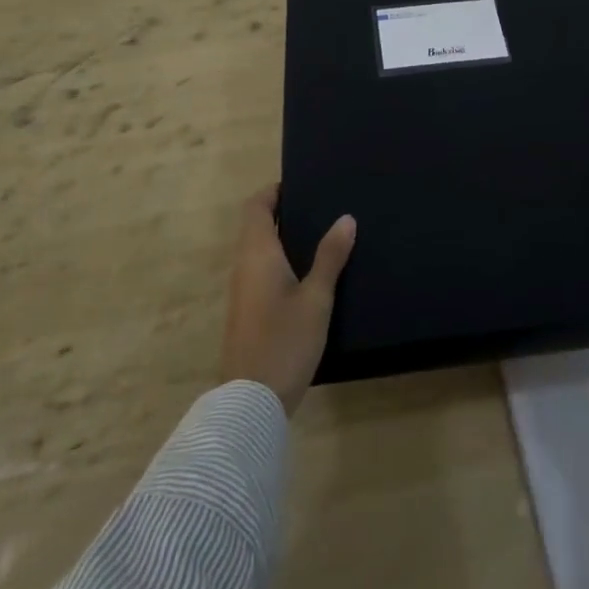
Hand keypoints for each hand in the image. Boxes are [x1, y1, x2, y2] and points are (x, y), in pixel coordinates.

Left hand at [219, 185, 355, 415]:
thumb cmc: (284, 341)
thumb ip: (330, 257)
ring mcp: (241, 292)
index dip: (273, 191)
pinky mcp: (246, 313)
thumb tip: (346, 218)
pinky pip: (259, 272)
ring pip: (257, 251)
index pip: (256, 207)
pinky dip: (278, 261)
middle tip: (318, 207)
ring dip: (280, 238)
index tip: (300, 184)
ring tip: (319, 235)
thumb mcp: (316, 298)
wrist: (250, 403)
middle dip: (281, 212)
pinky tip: (306, 274)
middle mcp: (243, 266)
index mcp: (257, 254)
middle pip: (255, 226)